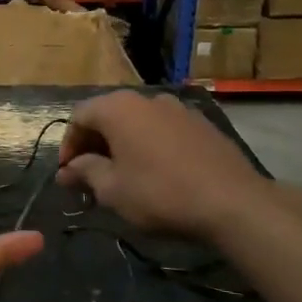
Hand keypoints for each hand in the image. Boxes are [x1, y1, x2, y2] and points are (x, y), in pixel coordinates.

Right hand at [57, 90, 267, 241]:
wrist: (234, 202)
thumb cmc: (160, 193)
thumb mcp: (112, 190)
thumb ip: (85, 173)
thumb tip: (68, 170)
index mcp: (118, 108)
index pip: (79, 117)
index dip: (68, 145)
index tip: (68, 174)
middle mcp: (146, 98)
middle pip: (108, 116)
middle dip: (94, 145)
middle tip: (90, 177)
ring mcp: (178, 108)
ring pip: (137, 122)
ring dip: (122, 145)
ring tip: (122, 176)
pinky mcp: (201, 124)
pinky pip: (162, 130)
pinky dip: (149, 145)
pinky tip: (155, 172)